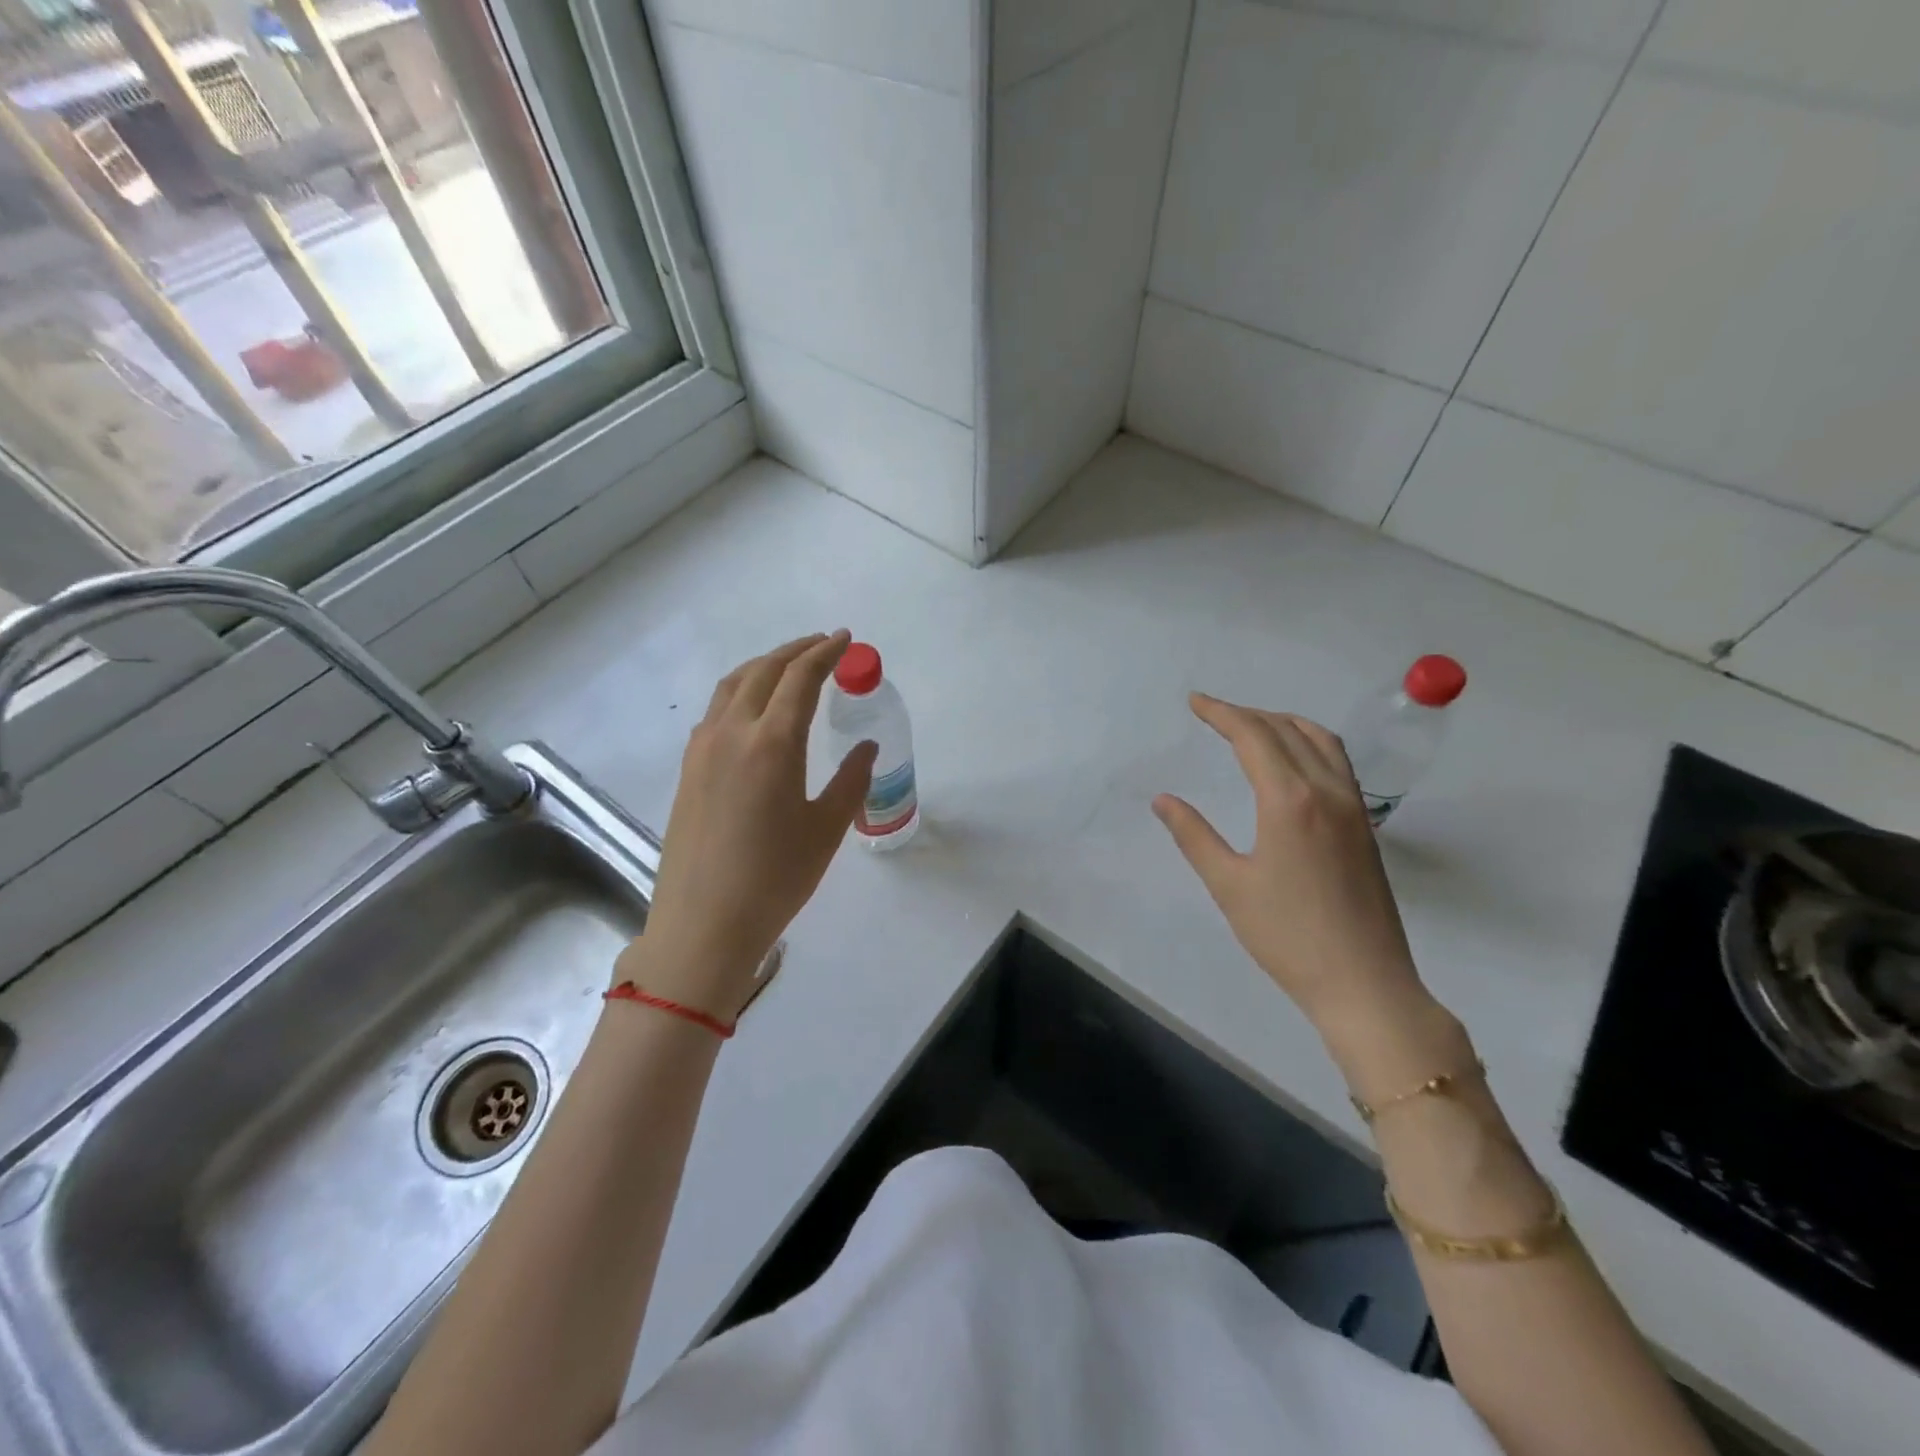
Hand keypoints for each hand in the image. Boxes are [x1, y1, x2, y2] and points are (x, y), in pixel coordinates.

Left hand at [623, 632, 877, 1018]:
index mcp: (771, 743)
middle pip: (763, 671)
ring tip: (790, 668)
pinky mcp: (688, 769)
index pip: (800, 678)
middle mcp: (731, 733)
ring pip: (732, 686)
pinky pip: (716, 711)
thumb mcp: (826, 829)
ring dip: (764, 667)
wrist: (703, 924)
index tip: (845, 639)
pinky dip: (741, 692)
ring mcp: (702, 750)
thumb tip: (866, 746)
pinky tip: (755, 710)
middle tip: (824, 645)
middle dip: (795, 651)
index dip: (825, 653)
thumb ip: (851, 780)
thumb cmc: (775, 879)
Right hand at [1152, 694, 1439, 1045]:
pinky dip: (1310, 743)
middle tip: (1212, 712)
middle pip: (1287, 730)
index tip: (1195, 702)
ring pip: (1321, 741)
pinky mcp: (1364, 827)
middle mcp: (1327, 791)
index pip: (1254, 736)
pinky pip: (1338, 763)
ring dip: (1283, 723)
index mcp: (1290, 800)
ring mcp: (1353, 808)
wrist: (1365, 984)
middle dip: (1247, 714)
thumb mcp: (1229, 885)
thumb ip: (1194, 835)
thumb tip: (1163, 800)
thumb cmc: (1287, 937)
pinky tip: (1292, 762)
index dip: (1222, 713)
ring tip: (1252, 725)